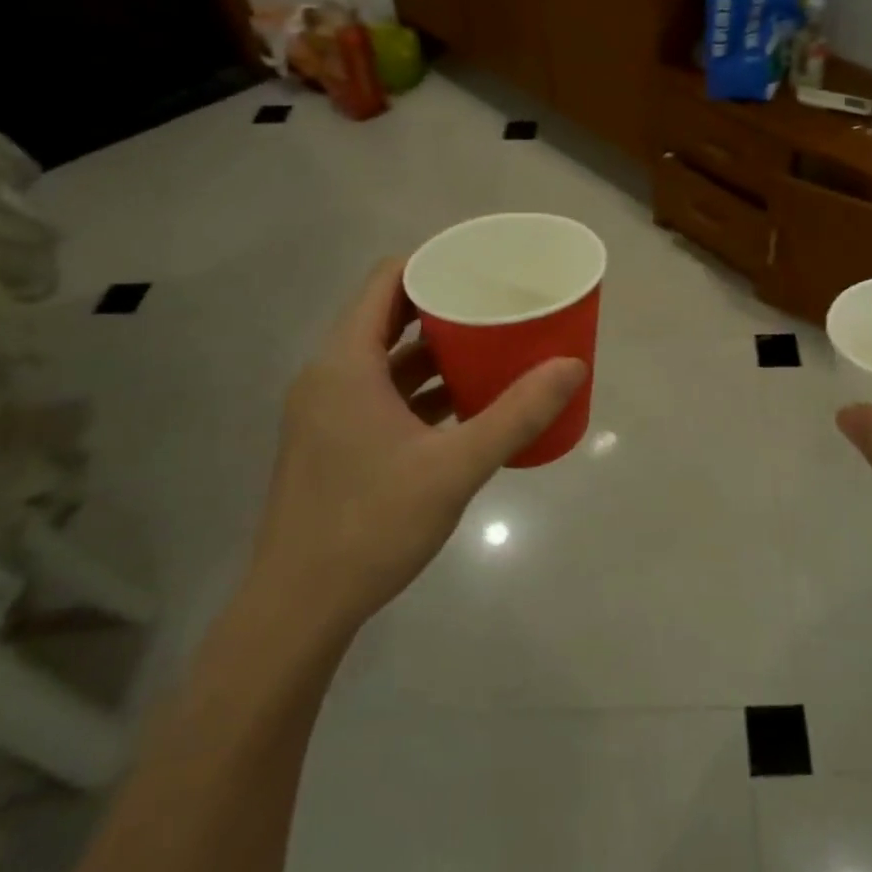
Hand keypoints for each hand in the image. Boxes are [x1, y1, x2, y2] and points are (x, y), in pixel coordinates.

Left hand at [250, 258, 586, 634]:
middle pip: (388, 316)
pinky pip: (382, 393)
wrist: (299, 608)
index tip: (481, 265)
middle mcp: (329, 376)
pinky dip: (421, 388)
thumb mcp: (455, 467)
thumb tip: (572, 366)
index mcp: (345, 364)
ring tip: (492, 346)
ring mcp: (328, 412)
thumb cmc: (371, 525)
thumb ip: (517, 415)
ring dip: (435, 350)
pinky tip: (466, 402)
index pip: (386, 282)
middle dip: (444, 305)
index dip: (433, 263)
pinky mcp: (334, 442)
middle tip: (498, 303)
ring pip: (386, 359)